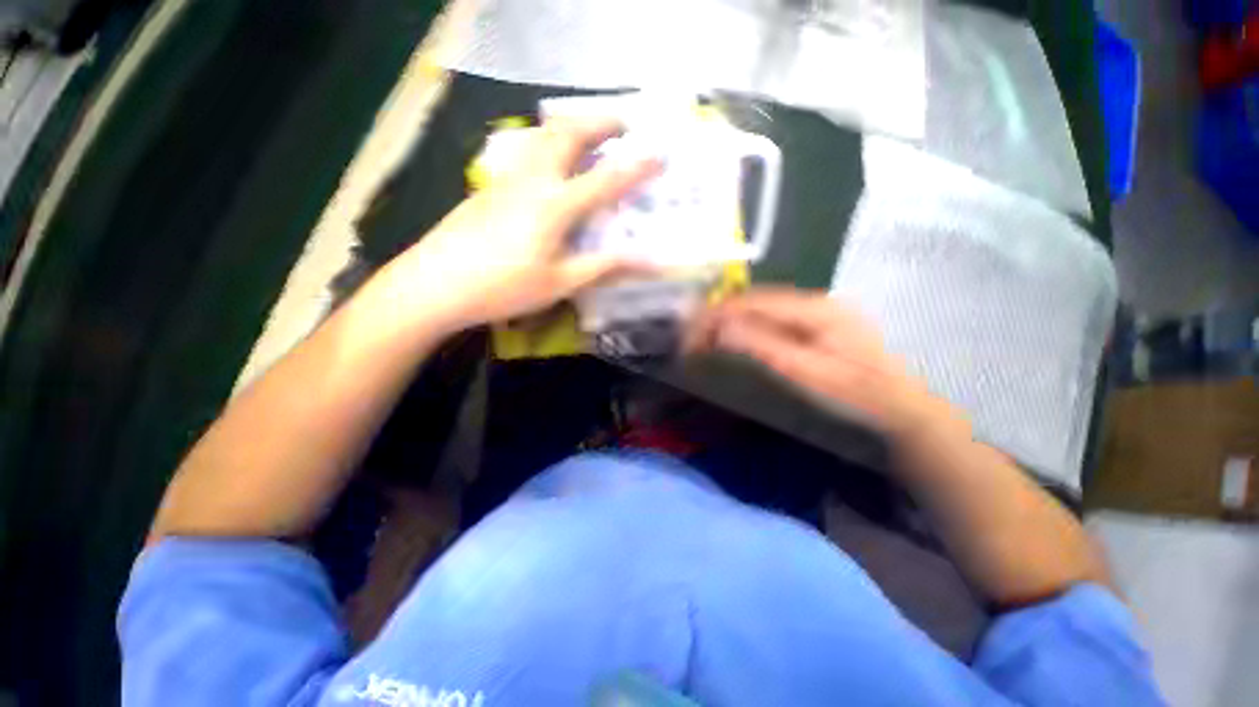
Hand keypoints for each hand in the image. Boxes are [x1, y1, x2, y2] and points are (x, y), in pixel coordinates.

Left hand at [372, 117, 661, 334]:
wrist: (435, 285)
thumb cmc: (504, 288)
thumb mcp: (561, 283)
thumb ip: (604, 267)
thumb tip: (648, 262)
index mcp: (554, 205)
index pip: (605, 179)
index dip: (637, 167)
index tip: (661, 155)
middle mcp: (533, 180)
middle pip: (567, 133)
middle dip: (599, 122)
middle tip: (623, 125)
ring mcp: (507, 179)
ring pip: (542, 136)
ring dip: (572, 126)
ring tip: (591, 134)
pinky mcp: (490, 187)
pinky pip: (527, 152)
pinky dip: (549, 144)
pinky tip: (553, 162)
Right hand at [687, 288, 965, 444]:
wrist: (902, 413)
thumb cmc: (858, 397)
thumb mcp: (810, 374)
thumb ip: (765, 348)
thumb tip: (721, 329)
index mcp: (815, 309)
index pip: (753, 301)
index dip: (718, 315)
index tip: (692, 336)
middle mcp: (814, 302)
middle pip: (755, 300)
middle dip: (721, 317)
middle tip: (696, 341)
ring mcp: (816, 313)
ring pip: (761, 309)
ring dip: (732, 322)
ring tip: (709, 342)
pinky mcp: (815, 327)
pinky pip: (771, 321)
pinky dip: (748, 329)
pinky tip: (738, 343)